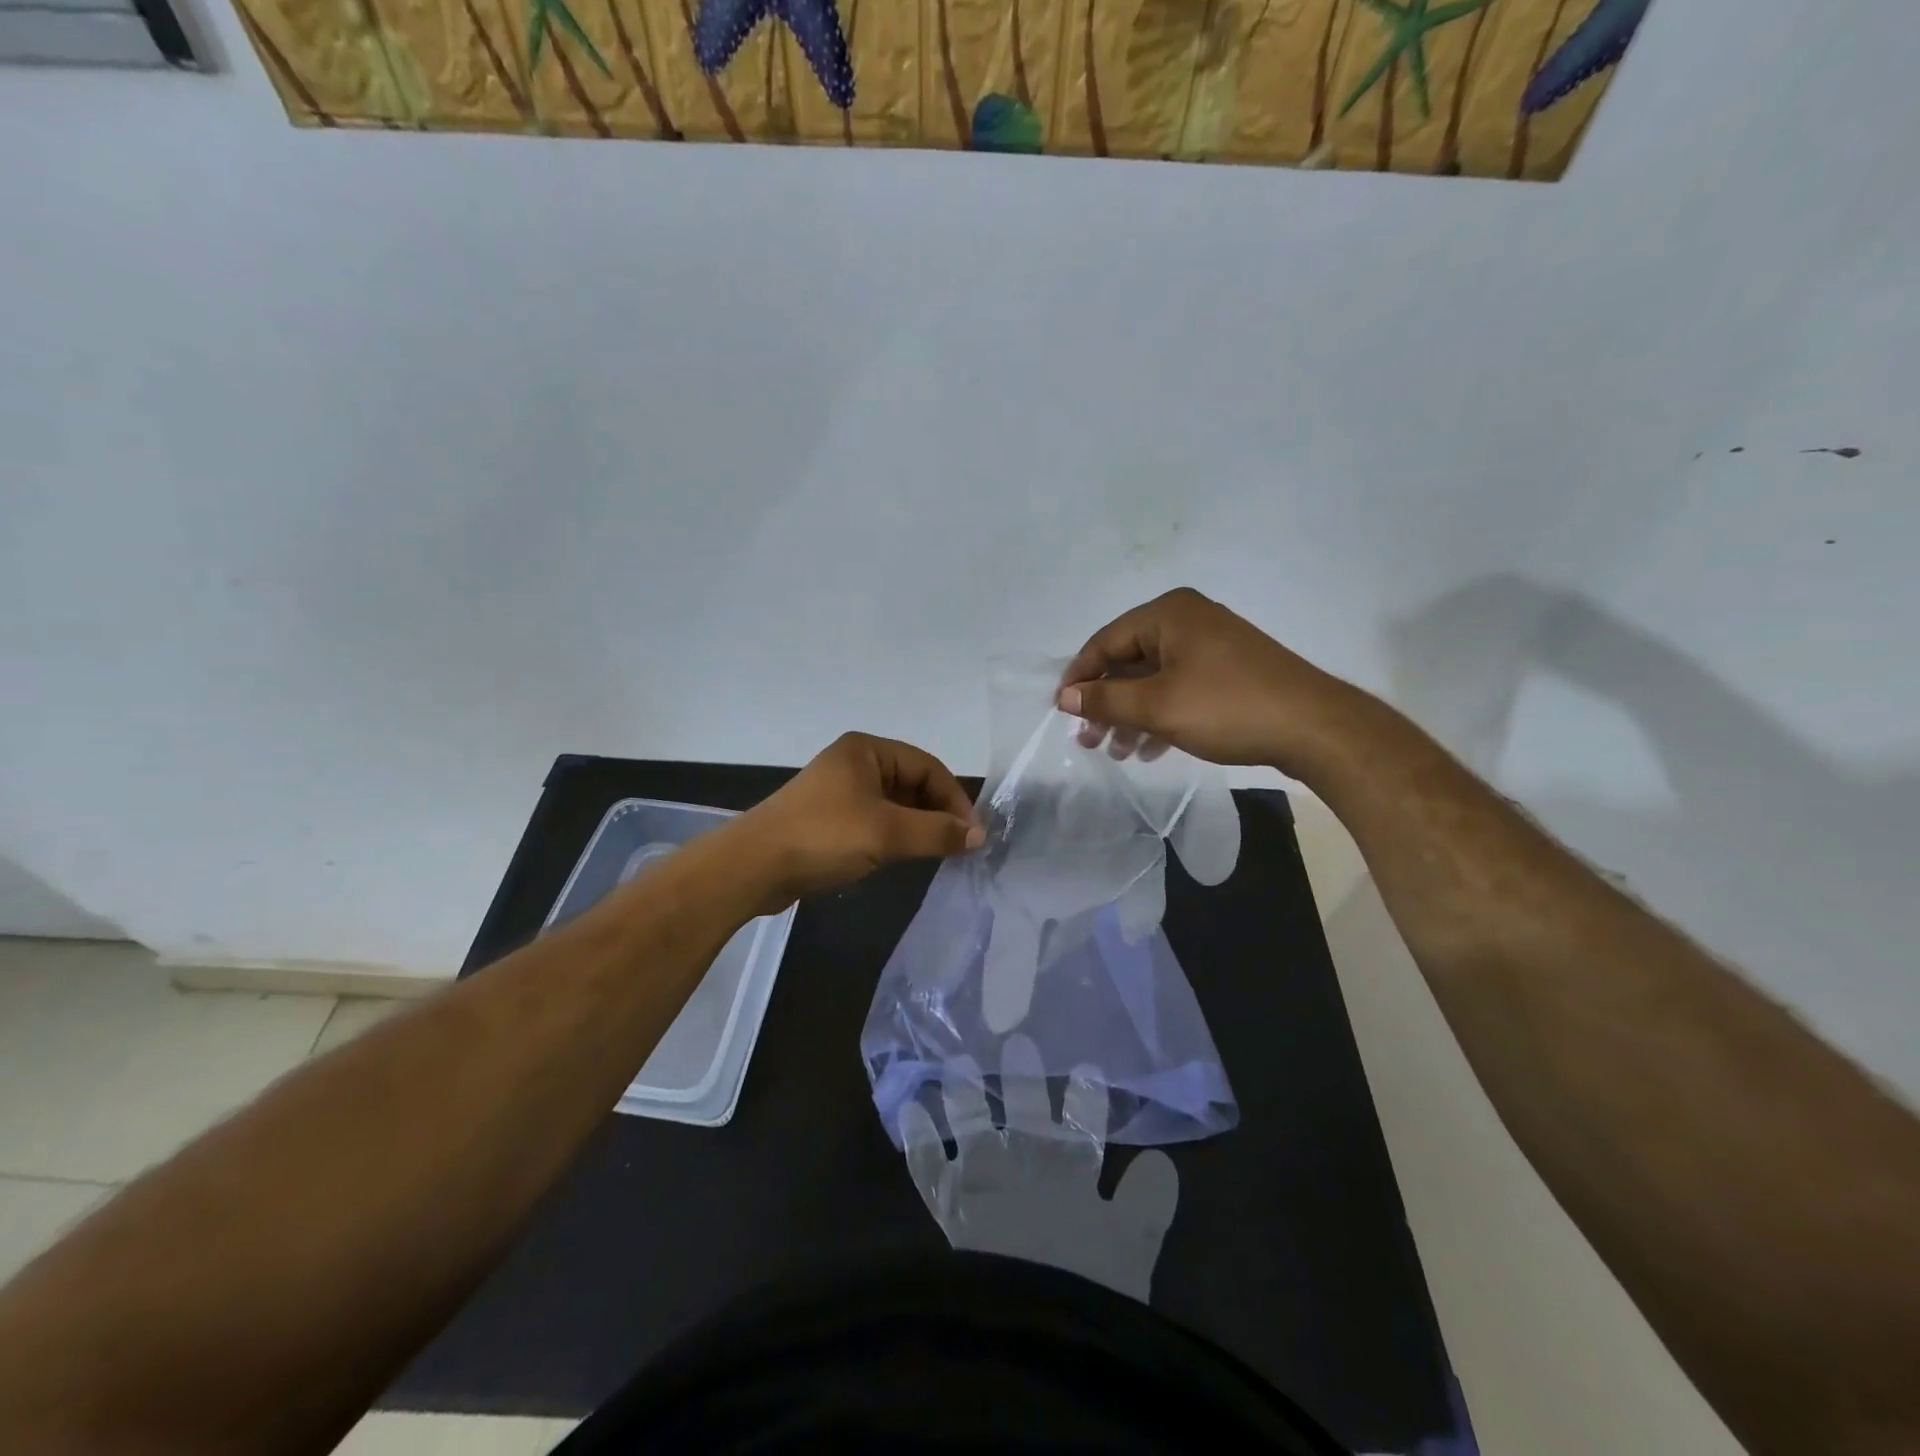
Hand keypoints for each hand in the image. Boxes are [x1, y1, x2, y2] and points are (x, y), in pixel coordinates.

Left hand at [734, 732, 983, 911]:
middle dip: (938, 812)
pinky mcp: (828, 818)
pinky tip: (903, 857)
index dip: (955, 798)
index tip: (973, 834)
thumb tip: (979, 836)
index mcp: (867, 750)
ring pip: (895, 804)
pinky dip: (895, 835)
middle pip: (912, 783)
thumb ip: (938, 832)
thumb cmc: (824, 837)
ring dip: (918, 826)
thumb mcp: (888, 833)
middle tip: (958, 846)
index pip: (928, 767)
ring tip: (937, 853)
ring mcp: (839, 791)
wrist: (753, 866)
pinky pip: (875, 820)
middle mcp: (854, 762)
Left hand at [900, 1036, 1179, 1303]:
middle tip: (1020, 1044)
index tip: (1087, 1069)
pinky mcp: (949, 1205)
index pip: (1083, 1131)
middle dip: (1026, 1082)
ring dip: (968, 1097)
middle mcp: (1026, 1170)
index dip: (1086, 1102)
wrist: (1029, 1323)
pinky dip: (919, 1139)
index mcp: (1072, 1180)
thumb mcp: (1130, 1253)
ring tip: (957, 1064)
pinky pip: (927, 1166)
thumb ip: (1146, 1205)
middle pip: (1027, 1119)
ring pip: (975, 1128)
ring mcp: (984, 1183)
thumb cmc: (1086, 1290)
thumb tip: (1161, 1161)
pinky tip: (909, 1109)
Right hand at [1057, 588, 1357, 774]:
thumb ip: (1106, 699)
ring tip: (1118, 752)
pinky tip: (1150, 749)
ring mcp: (1211, 645)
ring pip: (1153, 679)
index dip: (1079, 678)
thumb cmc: (1226, 708)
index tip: (1063, 713)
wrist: (1314, 728)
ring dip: (1131, 715)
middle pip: (1128, 661)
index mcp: (1168, 614)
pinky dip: (1160, 716)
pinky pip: (1179, 688)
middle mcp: (1188, 620)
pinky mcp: (1229, 671)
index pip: (1105, 642)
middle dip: (1106, 703)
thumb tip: (1065, 696)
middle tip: (1089, 741)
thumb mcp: (1157, 706)